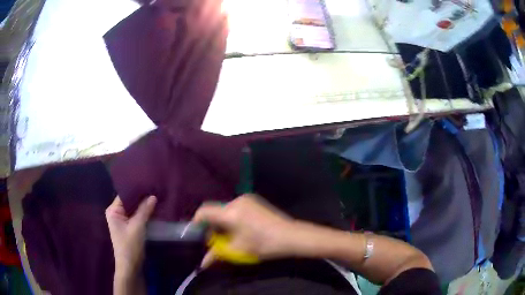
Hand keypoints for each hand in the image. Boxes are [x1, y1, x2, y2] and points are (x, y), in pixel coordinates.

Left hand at [105, 196, 156, 277]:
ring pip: (134, 209)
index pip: (125, 195)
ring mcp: (122, 221)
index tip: (149, 184)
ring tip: (156, 197)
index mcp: (113, 210)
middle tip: (155, 189)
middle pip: (129, 202)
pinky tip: (153, 209)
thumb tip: (153, 196)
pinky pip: (136, 217)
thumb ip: (144, 210)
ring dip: (144, 206)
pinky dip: (144, 214)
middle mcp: (116, 213)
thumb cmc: (130, 246)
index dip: (136, 190)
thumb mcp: (137, 227)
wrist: (130, 267)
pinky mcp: (129, 228)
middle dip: (141, 198)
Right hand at [192, 194, 295, 267]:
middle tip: (216, 239)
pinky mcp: (255, 200)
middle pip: (215, 210)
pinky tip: (241, 228)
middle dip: (212, 225)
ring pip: (225, 209)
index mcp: (230, 213)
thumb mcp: (239, 250)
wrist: (291, 235)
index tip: (198, 234)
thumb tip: (203, 263)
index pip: (204, 211)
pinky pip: (236, 207)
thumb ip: (217, 254)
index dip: (197, 222)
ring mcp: (247, 199)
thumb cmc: (264, 244)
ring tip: (230, 235)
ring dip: (223, 221)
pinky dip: (232, 217)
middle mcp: (236, 201)